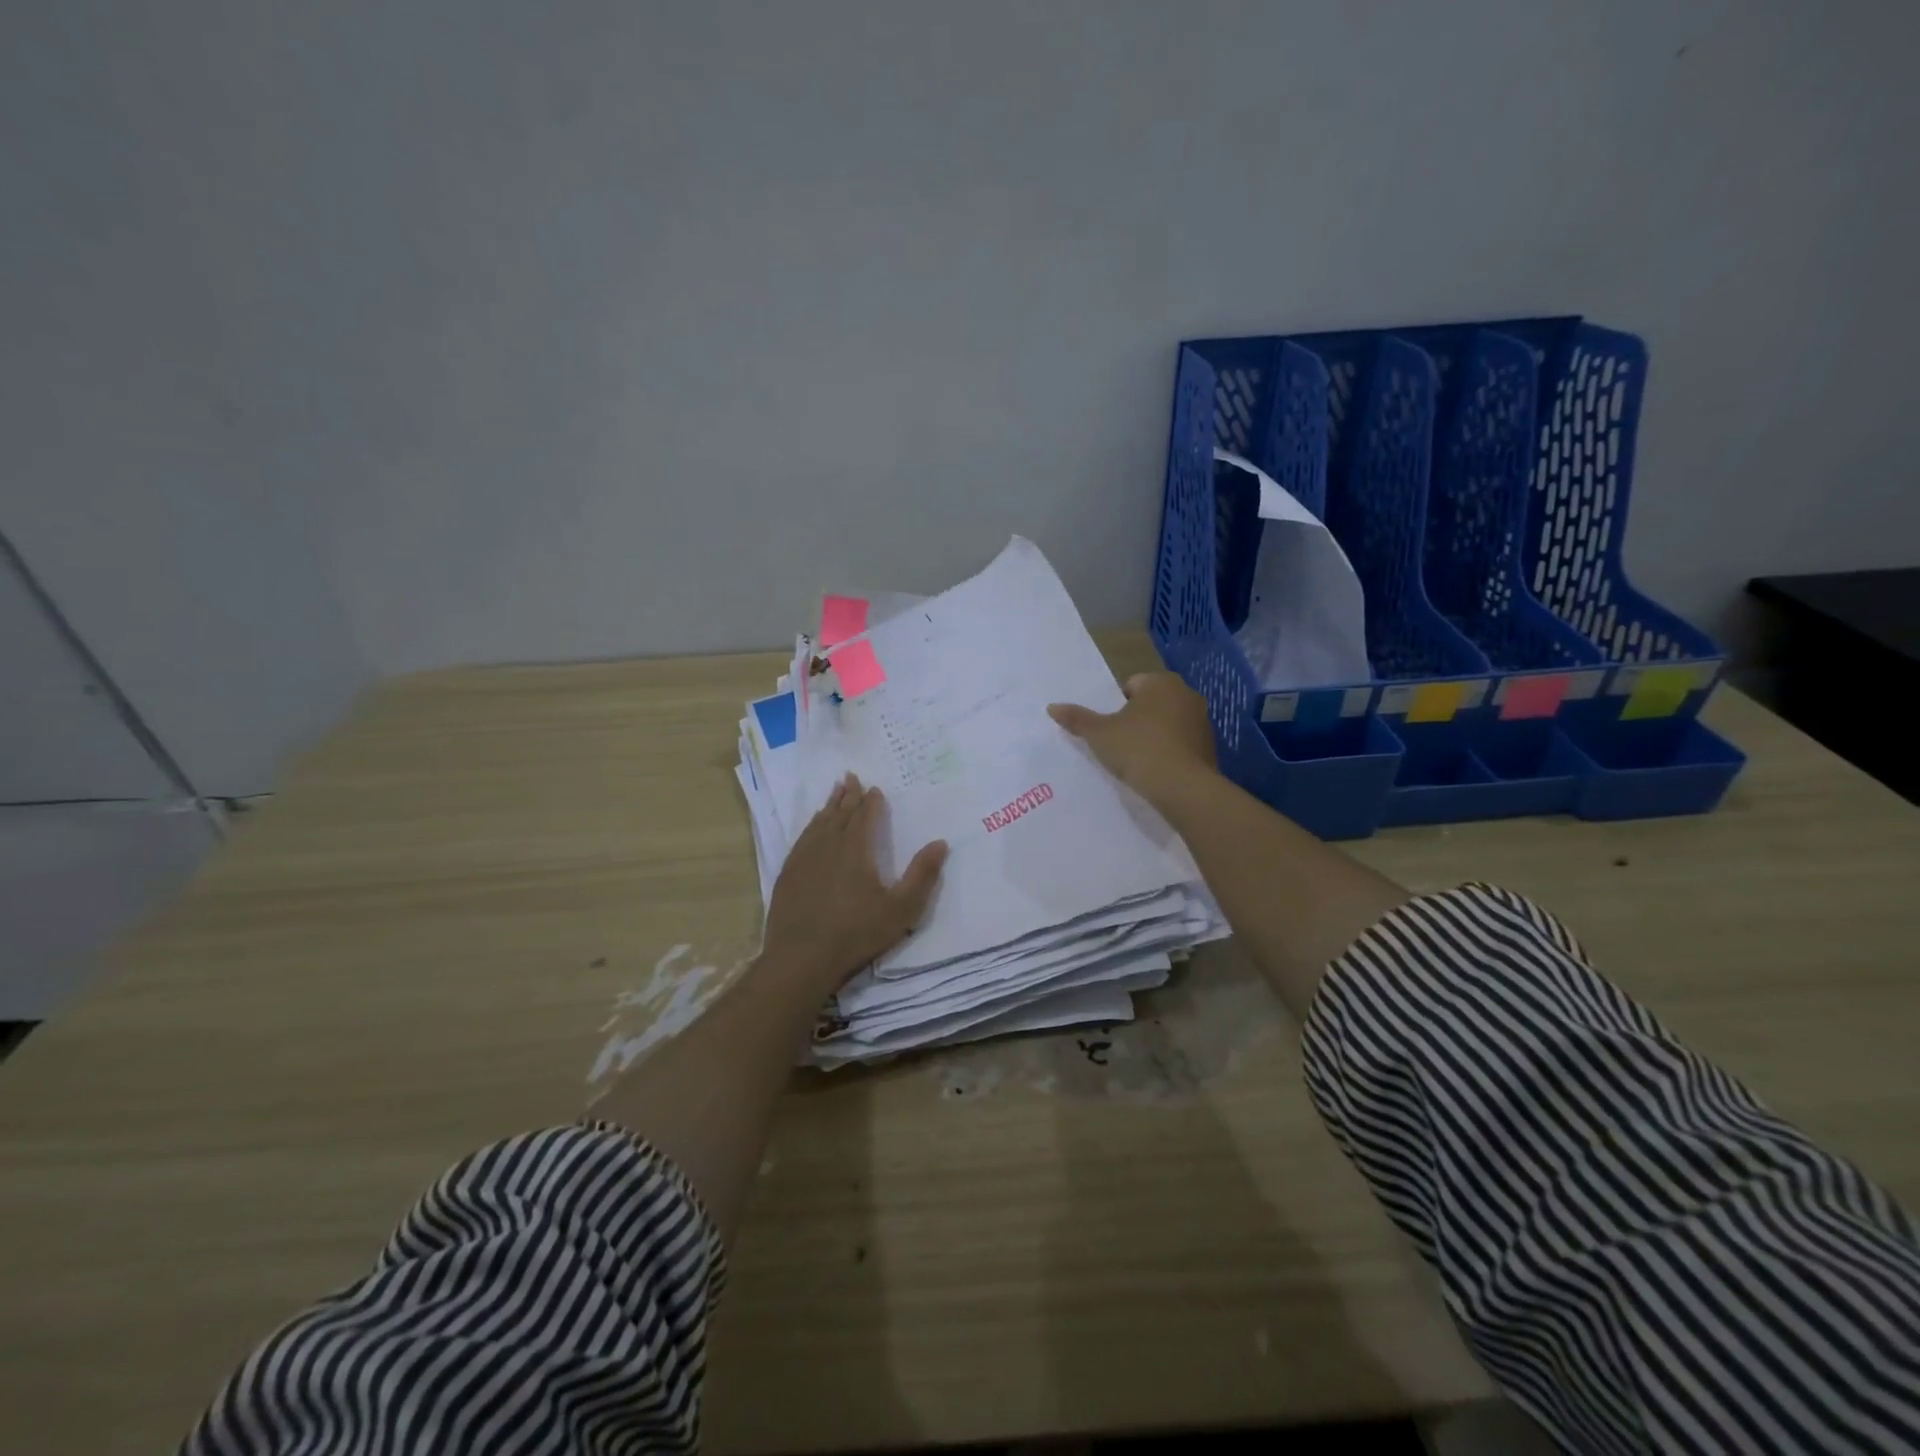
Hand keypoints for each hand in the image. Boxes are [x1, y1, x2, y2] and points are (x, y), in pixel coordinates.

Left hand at [761, 774, 947, 993]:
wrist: (801, 959)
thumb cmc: (856, 934)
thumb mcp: (901, 909)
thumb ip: (922, 875)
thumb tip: (940, 842)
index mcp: (856, 849)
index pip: (865, 817)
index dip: (871, 802)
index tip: (875, 789)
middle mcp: (828, 845)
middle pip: (839, 814)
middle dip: (848, 796)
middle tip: (850, 777)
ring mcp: (804, 859)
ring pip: (818, 823)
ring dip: (828, 806)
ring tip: (834, 793)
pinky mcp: (788, 874)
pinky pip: (802, 840)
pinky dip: (810, 827)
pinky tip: (812, 828)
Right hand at [1048, 671, 1218, 805]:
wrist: (1183, 787)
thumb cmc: (1138, 749)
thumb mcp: (1099, 734)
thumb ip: (1077, 719)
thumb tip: (1052, 707)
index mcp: (1160, 682)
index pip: (1131, 686)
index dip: (1116, 707)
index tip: (1110, 730)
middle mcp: (1186, 694)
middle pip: (1151, 703)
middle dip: (1137, 719)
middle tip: (1121, 744)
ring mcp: (1202, 720)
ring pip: (1169, 723)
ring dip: (1155, 735)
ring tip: (1139, 760)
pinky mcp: (1210, 746)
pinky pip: (1182, 743)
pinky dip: (1171, 752)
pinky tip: (1159, 770)